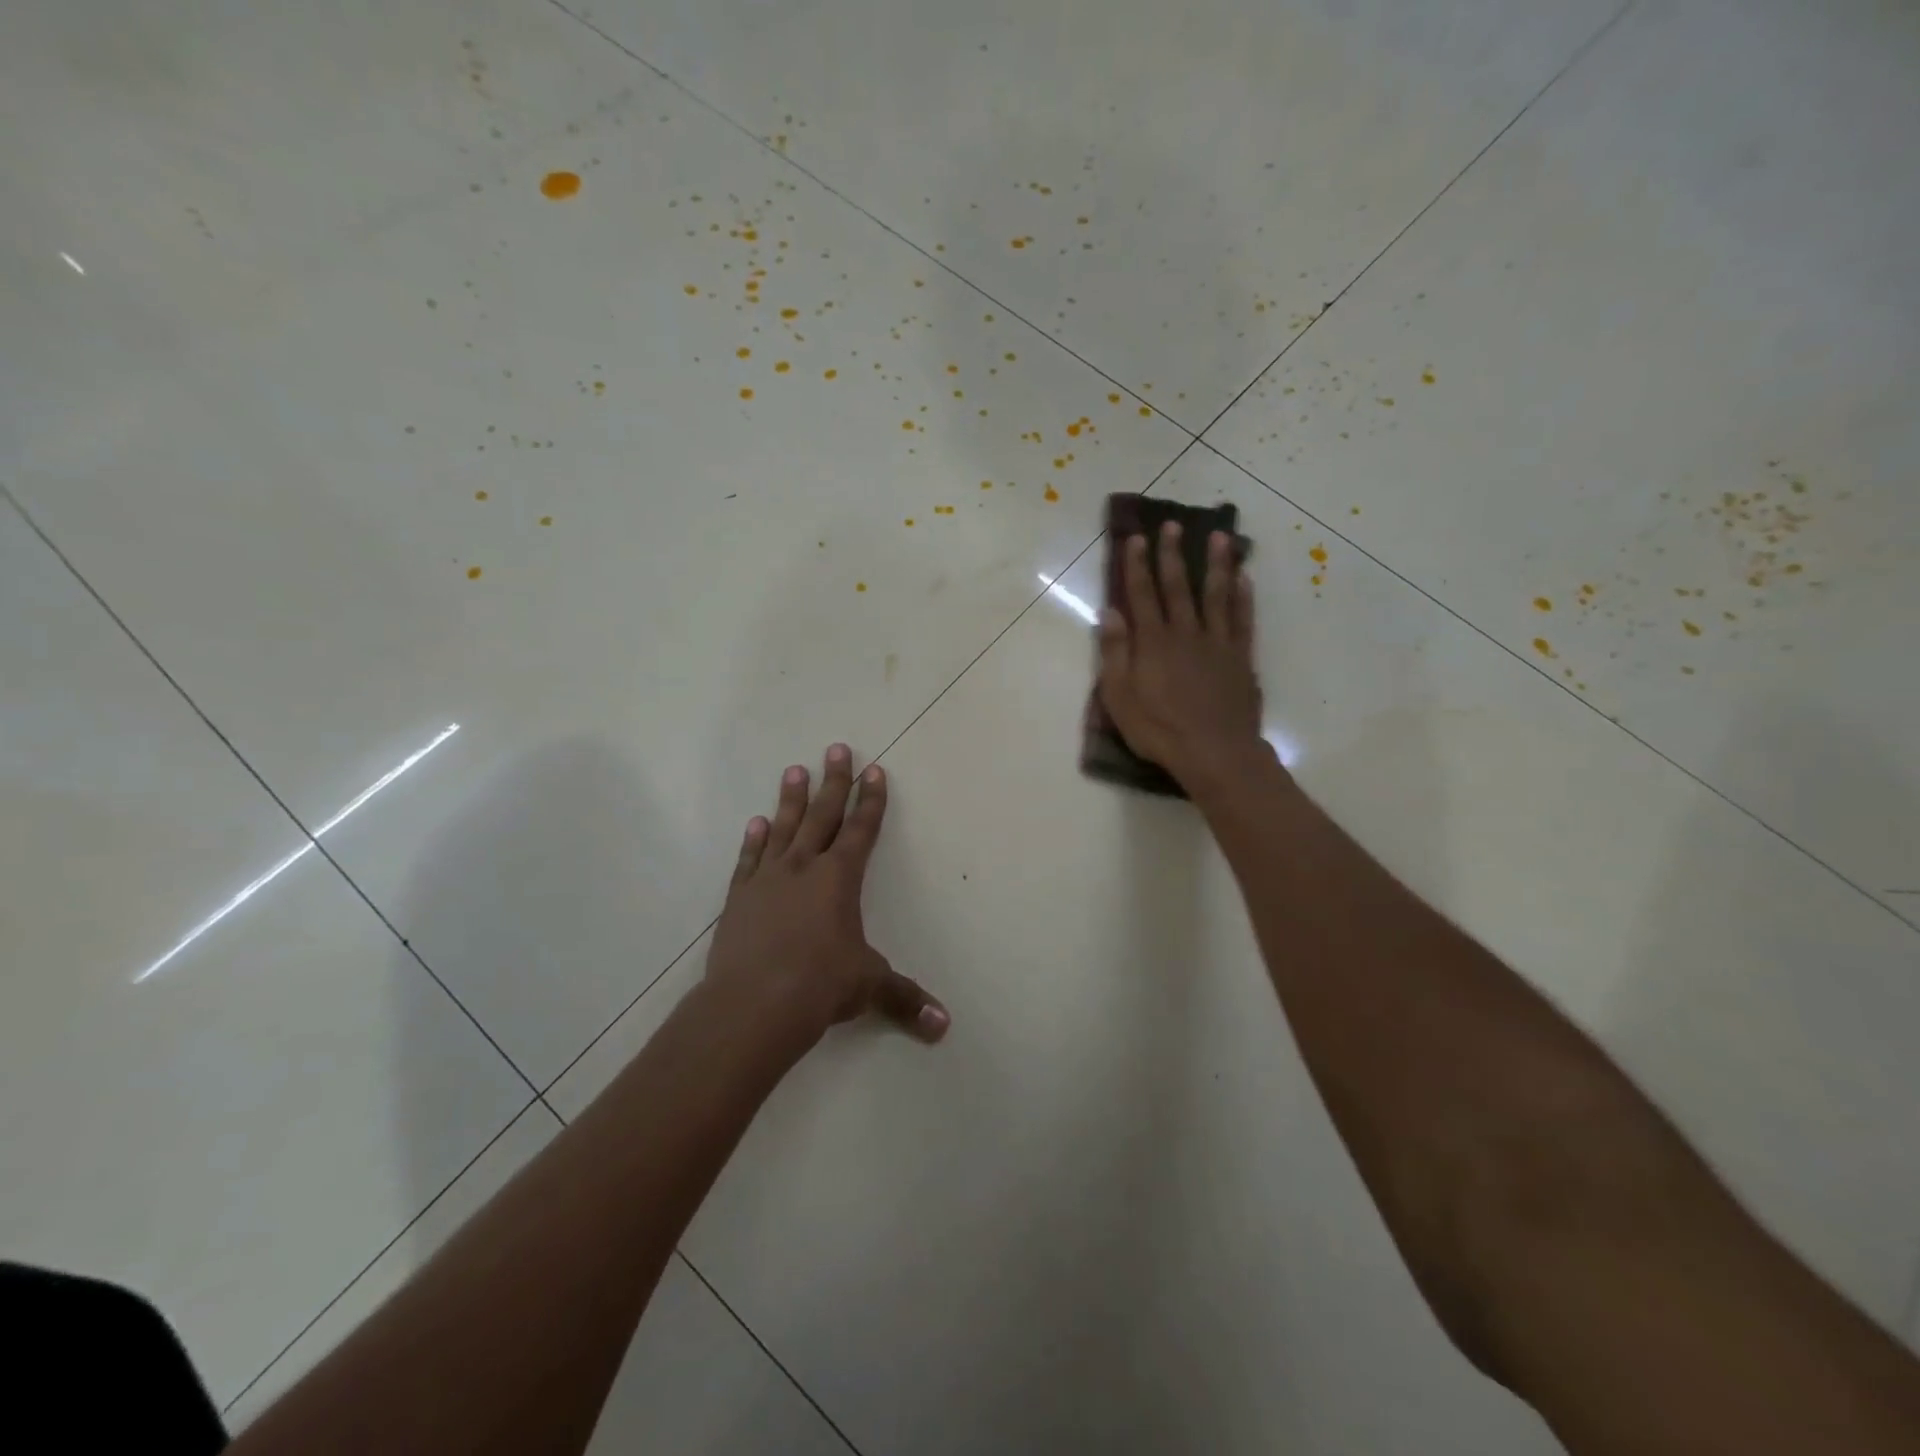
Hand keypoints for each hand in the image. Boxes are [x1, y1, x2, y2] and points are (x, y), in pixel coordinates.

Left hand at [704, 745, 949, 1047]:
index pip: (861, 830)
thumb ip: (904, 999)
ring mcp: (767, 880)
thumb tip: (944, 1026)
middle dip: (834, 782)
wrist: (753, 1004)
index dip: (871, 801)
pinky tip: (756, 823)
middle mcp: (804, 868)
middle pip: (823, 816)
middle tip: (836, 748)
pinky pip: (748, 860)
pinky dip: (753, 841)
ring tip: (794, 770)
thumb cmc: (820, 986)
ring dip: (791, 800)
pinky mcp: (739, 899)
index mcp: (839, 879)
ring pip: (783, 829)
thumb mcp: (868, 987)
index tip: (874, 770)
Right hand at [1097, 523, 1267, 793]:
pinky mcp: (1240, 657)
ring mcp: (1217, 643)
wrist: (1214, 752)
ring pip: (1215, 594)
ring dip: (1216, 564)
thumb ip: (1115, 653)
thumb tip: (1110, 612)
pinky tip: (1243, 578)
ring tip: (1219, 536)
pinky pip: (1242, 619)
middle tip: (1172, 524)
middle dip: (1172, 554)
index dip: (1137, 565)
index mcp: (1153, 642)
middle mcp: (1185, 633)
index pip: (1142, 594)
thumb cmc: (1159, 729)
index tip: (1136, 538)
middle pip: (1177, 586)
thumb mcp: (1120, 698)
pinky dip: (1242, 596)